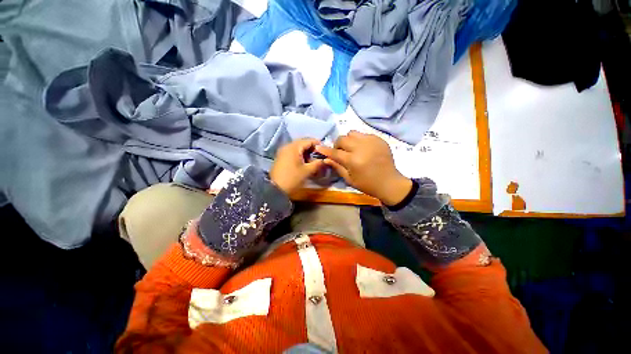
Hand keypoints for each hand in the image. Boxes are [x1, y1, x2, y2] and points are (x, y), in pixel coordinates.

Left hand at [270, 138, 324, 194]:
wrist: (275, 189)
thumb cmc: (293, 178)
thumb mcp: (307, 171)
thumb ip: (318, 163)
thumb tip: (325, 160)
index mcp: (294, 147)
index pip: (309, 140)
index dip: (318, 144)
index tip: (325, 151)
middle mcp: (287, 146)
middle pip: (302, 143)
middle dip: (312, 148)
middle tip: (319, 156)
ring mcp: (282, 151)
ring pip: (297, 148)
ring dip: (306, 152)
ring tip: (312, 160)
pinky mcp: (281, 157)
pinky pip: (292, 152)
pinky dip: (299, 155)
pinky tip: (304, 162)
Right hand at [315, 131, 411, 205]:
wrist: (389, 183)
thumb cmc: (367, 184)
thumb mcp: (350, 179)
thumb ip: (337, 167)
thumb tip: (326, 159)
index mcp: (353, 160)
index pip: (335, 152)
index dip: (325, 150)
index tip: (318, 147)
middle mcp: (361, 147)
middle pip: (343, 139)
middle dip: (338, 145)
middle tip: (340, 152)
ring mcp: (371, 141)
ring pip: (352, 133)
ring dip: (348, 140)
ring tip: (351, 148)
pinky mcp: (379, 139)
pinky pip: (364, 134)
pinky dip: (359, 140)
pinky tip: (363, 148)